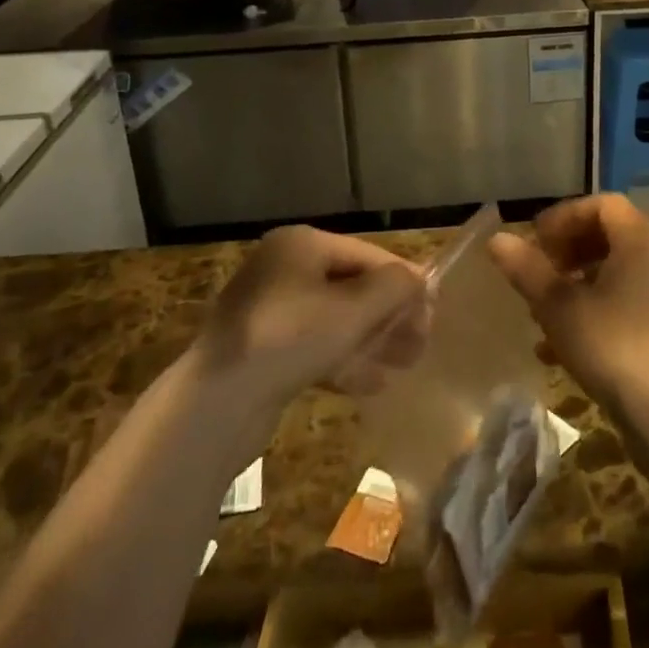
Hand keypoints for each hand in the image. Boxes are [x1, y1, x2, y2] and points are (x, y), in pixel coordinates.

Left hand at [195, 227, 428, 409]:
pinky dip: (344, 359)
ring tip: (404, 365)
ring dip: (372, 339)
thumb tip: (419, 278)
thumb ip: (393, 288)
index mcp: (301, 245)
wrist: (215, 403)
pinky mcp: (262, 350)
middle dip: (390, 314)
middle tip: (421, 342)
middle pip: (351, 287)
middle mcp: (283, 268)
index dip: (403, 281)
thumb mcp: (352, 309)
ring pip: (335, 320)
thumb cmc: (291, 339)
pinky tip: (372, 383)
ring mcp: (269, 310)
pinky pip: (313, 346)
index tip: (433, 310)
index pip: (367, 255)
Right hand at [488, 193, 648, 410]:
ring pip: (614, 276)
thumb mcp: (559, 306)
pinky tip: (556, 352)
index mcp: (639, 242)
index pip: (603, 204)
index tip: (536, 241)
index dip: (565, 216)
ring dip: (575, 287)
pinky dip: (592, 316)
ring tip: (540, 314)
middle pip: (609, 237)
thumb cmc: (613, 345)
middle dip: (567, 252)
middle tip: (538, 273)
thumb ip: (527, 270)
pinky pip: (625, 308)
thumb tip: (497, 240)